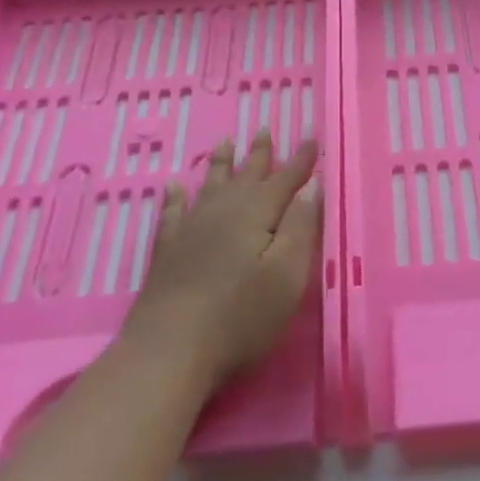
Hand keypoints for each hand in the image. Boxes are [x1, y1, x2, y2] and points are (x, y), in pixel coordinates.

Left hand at [120, 131, 319, 393]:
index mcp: (256, 215)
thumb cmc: (240, 317)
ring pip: (209, 186)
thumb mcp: (286, 275)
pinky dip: (175, 198)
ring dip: (219, 164)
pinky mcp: (167, 253)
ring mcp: (190, 231)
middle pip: (245, 176)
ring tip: (224, 143)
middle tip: (265, 128)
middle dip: (259, 153)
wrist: (168, 351)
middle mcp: (222, 213)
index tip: (311, 135)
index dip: (300, 159)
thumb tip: (312, 186)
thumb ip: (300, 226)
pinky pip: (172, 213)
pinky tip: (173, 188)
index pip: (285, 179)